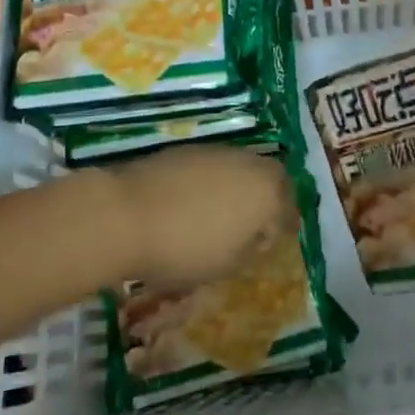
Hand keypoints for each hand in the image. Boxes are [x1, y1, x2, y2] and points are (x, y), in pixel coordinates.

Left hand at [96, 146, 294, 288]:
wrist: (125, 214)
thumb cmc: (185, 248)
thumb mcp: (227, 265)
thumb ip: (251, 249)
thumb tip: (257, 238)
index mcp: (266, 192)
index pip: (289, 207)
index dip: (286, 226)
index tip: (276, 242)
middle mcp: (247, 163)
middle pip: (270, 178)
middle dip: (268, 198)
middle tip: (255, 224)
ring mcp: (215, 152)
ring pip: (240, 168)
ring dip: (238, 187)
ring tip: (222, 215)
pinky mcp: (185, 149)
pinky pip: (212, 166)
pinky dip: (212, 182)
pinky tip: (194, 204)